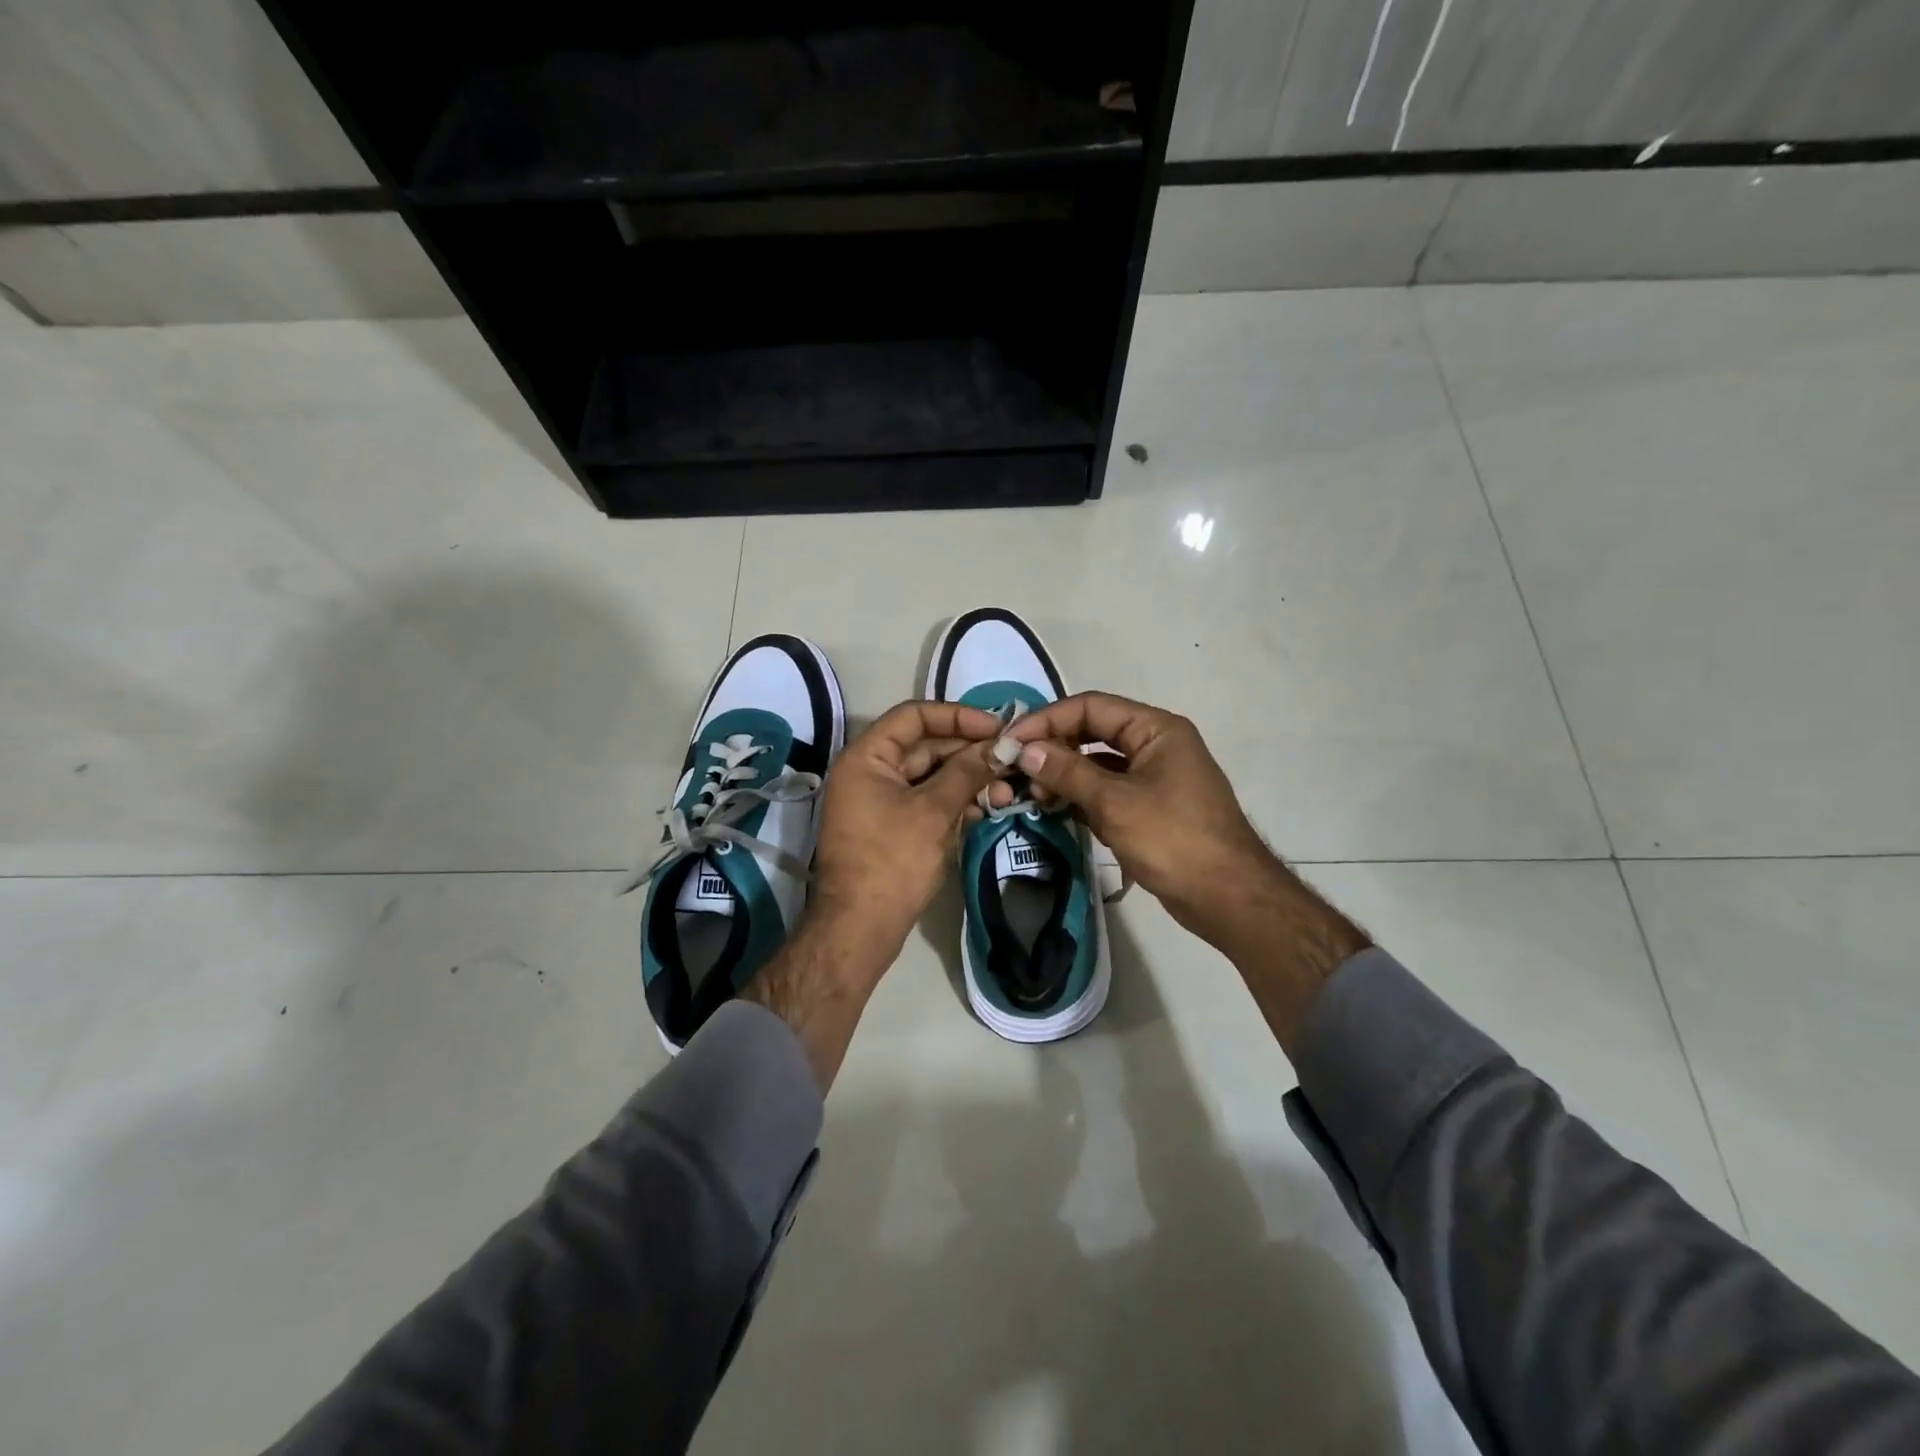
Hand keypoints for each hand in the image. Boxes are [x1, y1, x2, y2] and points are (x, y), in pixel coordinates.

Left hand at [809, 699, 1006, 968]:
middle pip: (926, 746)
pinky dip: (956, 801)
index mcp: (867, 757)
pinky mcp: (893, 825)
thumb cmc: (892, 861)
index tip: (997, 727)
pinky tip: (988, 807)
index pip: (914, 716)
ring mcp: (880, 800)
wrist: (860, 928)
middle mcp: (870, 771)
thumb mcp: (933, 812)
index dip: (957, 716)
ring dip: (968, 779)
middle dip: (970, 752)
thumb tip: (1000, 746)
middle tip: (1011, 760)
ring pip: (931, 775)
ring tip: (1007, 791)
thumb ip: (967, 771)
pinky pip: (928, 800)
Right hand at [1000, 693, 1274, 941]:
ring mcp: (1154, 777)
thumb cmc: (1173, 839)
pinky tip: (1055, 809)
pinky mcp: (1150, 807)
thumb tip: (1026, 750)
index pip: (1091, 707)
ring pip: (1098, 764)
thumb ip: (1068, 772)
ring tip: (1031, 794)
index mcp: (1155, 729)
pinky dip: (1080, 796)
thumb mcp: (1115, 802)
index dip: (1047, 720)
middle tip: (1016, 770)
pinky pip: (1107, 790)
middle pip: (1093, 732)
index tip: (1010, 741)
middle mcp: (1155, 745)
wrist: (1227, 897)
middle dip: (1053, 748)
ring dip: (1064, 774)